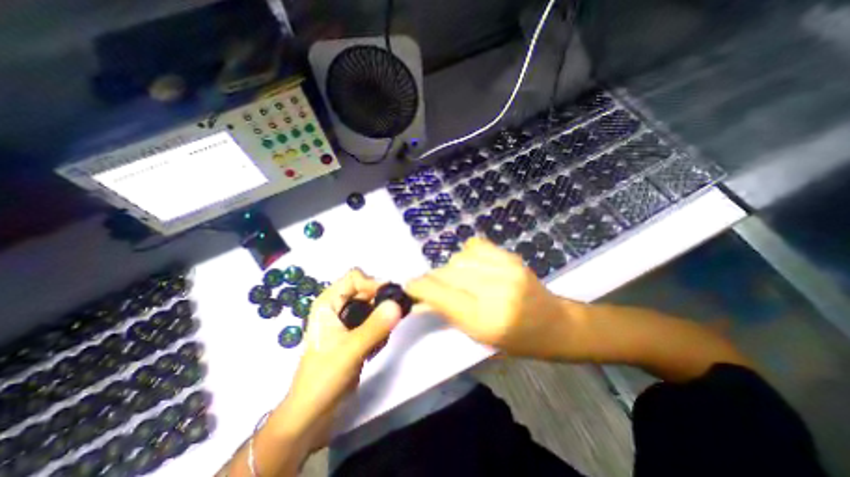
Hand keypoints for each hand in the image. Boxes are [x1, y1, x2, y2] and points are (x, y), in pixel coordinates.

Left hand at [276, 270, 402, 451]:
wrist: (313, 412)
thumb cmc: (324, 377)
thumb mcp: (351, 349)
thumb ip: (375, 326)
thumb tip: (398, 303)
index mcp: (329, 302)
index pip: (355, 277)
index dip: (372, 284)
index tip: (388, 300)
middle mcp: (338, 306)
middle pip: (367, 289)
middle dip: (381, 302)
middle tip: (392, 319)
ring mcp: (348, 320)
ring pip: (373, 305)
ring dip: (383, 318)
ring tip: (381, 338)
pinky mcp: (356, 332)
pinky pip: (375, 319)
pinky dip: (381, 328)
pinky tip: (377, 346)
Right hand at [407, 236, 576, 358]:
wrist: (555, 324)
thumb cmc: (516, 340)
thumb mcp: (479, 336)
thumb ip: (448, 313)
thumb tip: (420, 299)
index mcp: (485, 319)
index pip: (441, 295)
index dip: (420, 287)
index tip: (409, 285)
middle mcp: (495, 291)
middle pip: (448, 273)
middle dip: (434, 279)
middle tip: (433, 286)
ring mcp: (506, 269)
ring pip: (459, 258)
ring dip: (452, 268)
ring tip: (460, 279)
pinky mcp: (512, 257)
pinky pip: (476, 246)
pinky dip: (467, 254)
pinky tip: (473, 265)